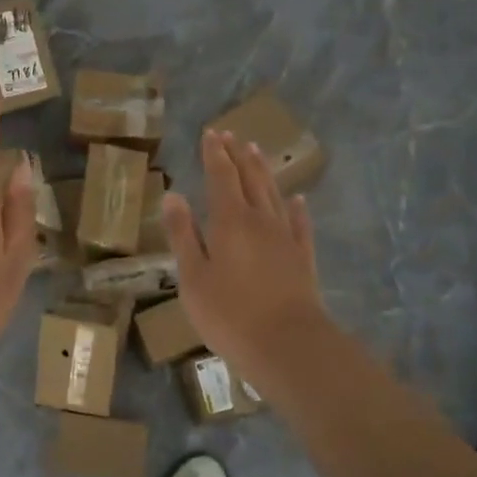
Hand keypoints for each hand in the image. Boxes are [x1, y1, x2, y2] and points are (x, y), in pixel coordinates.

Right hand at [162, 128, 330, 376]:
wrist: (287, 343)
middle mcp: (260, 219)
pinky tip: (297, 199)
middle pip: (249, 178)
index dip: (215, 154)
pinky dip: (297, 207)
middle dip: (238, 155)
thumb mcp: (192, 277)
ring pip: (273, 194)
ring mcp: (285, 237)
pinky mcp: (303, 257)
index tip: (211, 133)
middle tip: (231, 135)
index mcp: (229, 221)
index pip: (221, 176)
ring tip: (256, 152)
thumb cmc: (229, 313)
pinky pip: (300, 223)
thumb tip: (173, 195)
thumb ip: (183, 235)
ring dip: (263, 171)